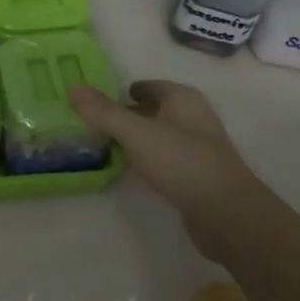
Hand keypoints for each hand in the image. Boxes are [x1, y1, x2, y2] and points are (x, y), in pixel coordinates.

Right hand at [70, 80, 255, 258]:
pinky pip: (165, 159)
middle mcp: (193, 118)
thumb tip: (72, 87)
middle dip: (128, 114)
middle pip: (154, 110)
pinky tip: (131, 169)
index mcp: (183, 99)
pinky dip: (147, 159)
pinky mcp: (197, 175)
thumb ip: (104, 112)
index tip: (97, 100)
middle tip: (95, 122)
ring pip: (159, 135)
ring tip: (106, 144)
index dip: (124, 91)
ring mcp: (197, 148)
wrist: (227, 214)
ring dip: (137, 138)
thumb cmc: (181, 162)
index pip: (149, 86)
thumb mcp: (136, 133)